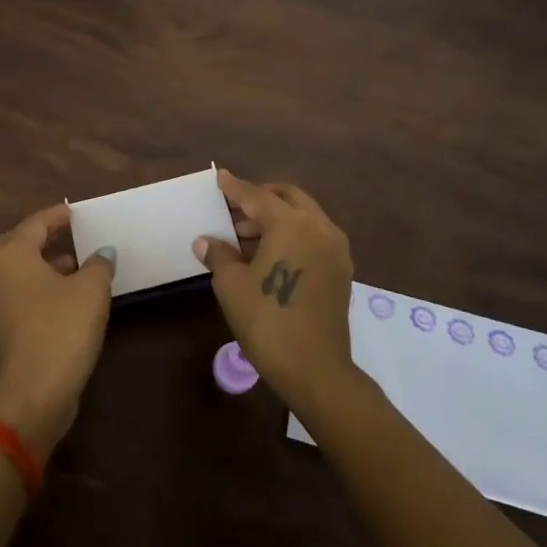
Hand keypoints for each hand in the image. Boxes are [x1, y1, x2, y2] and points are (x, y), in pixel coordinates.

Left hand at [0, 203, 115, 455]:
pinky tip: (60, 300)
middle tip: (63, 238)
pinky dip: (31, 289)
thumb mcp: (91, 291)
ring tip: (71, 269)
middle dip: (38, 239)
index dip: (57, 216)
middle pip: (12, 244)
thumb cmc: (61, 329)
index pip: (35, 223)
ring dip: (37, 266)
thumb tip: (102, 253)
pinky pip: (12, 296)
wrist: (30, 395)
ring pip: (11, 272)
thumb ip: (98, 265)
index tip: (72, 212)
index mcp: (11, 254)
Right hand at [194, 170, 354, 414]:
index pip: (257, 197)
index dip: (235, 188)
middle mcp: (319, 227)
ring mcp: (335, 249)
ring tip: (246, 237)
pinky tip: (270, 255)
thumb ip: (219, 254)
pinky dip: (292, 234)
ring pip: (304, 216)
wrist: (315, 370)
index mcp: (292, 224)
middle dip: (260, 199)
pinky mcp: (341, 270)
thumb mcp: (232, 285)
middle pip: (287, 198)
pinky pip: (313, 237)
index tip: (220, 177)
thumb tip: (206, 241)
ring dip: (277, 218)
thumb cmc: (268, 321)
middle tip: (234, 211)